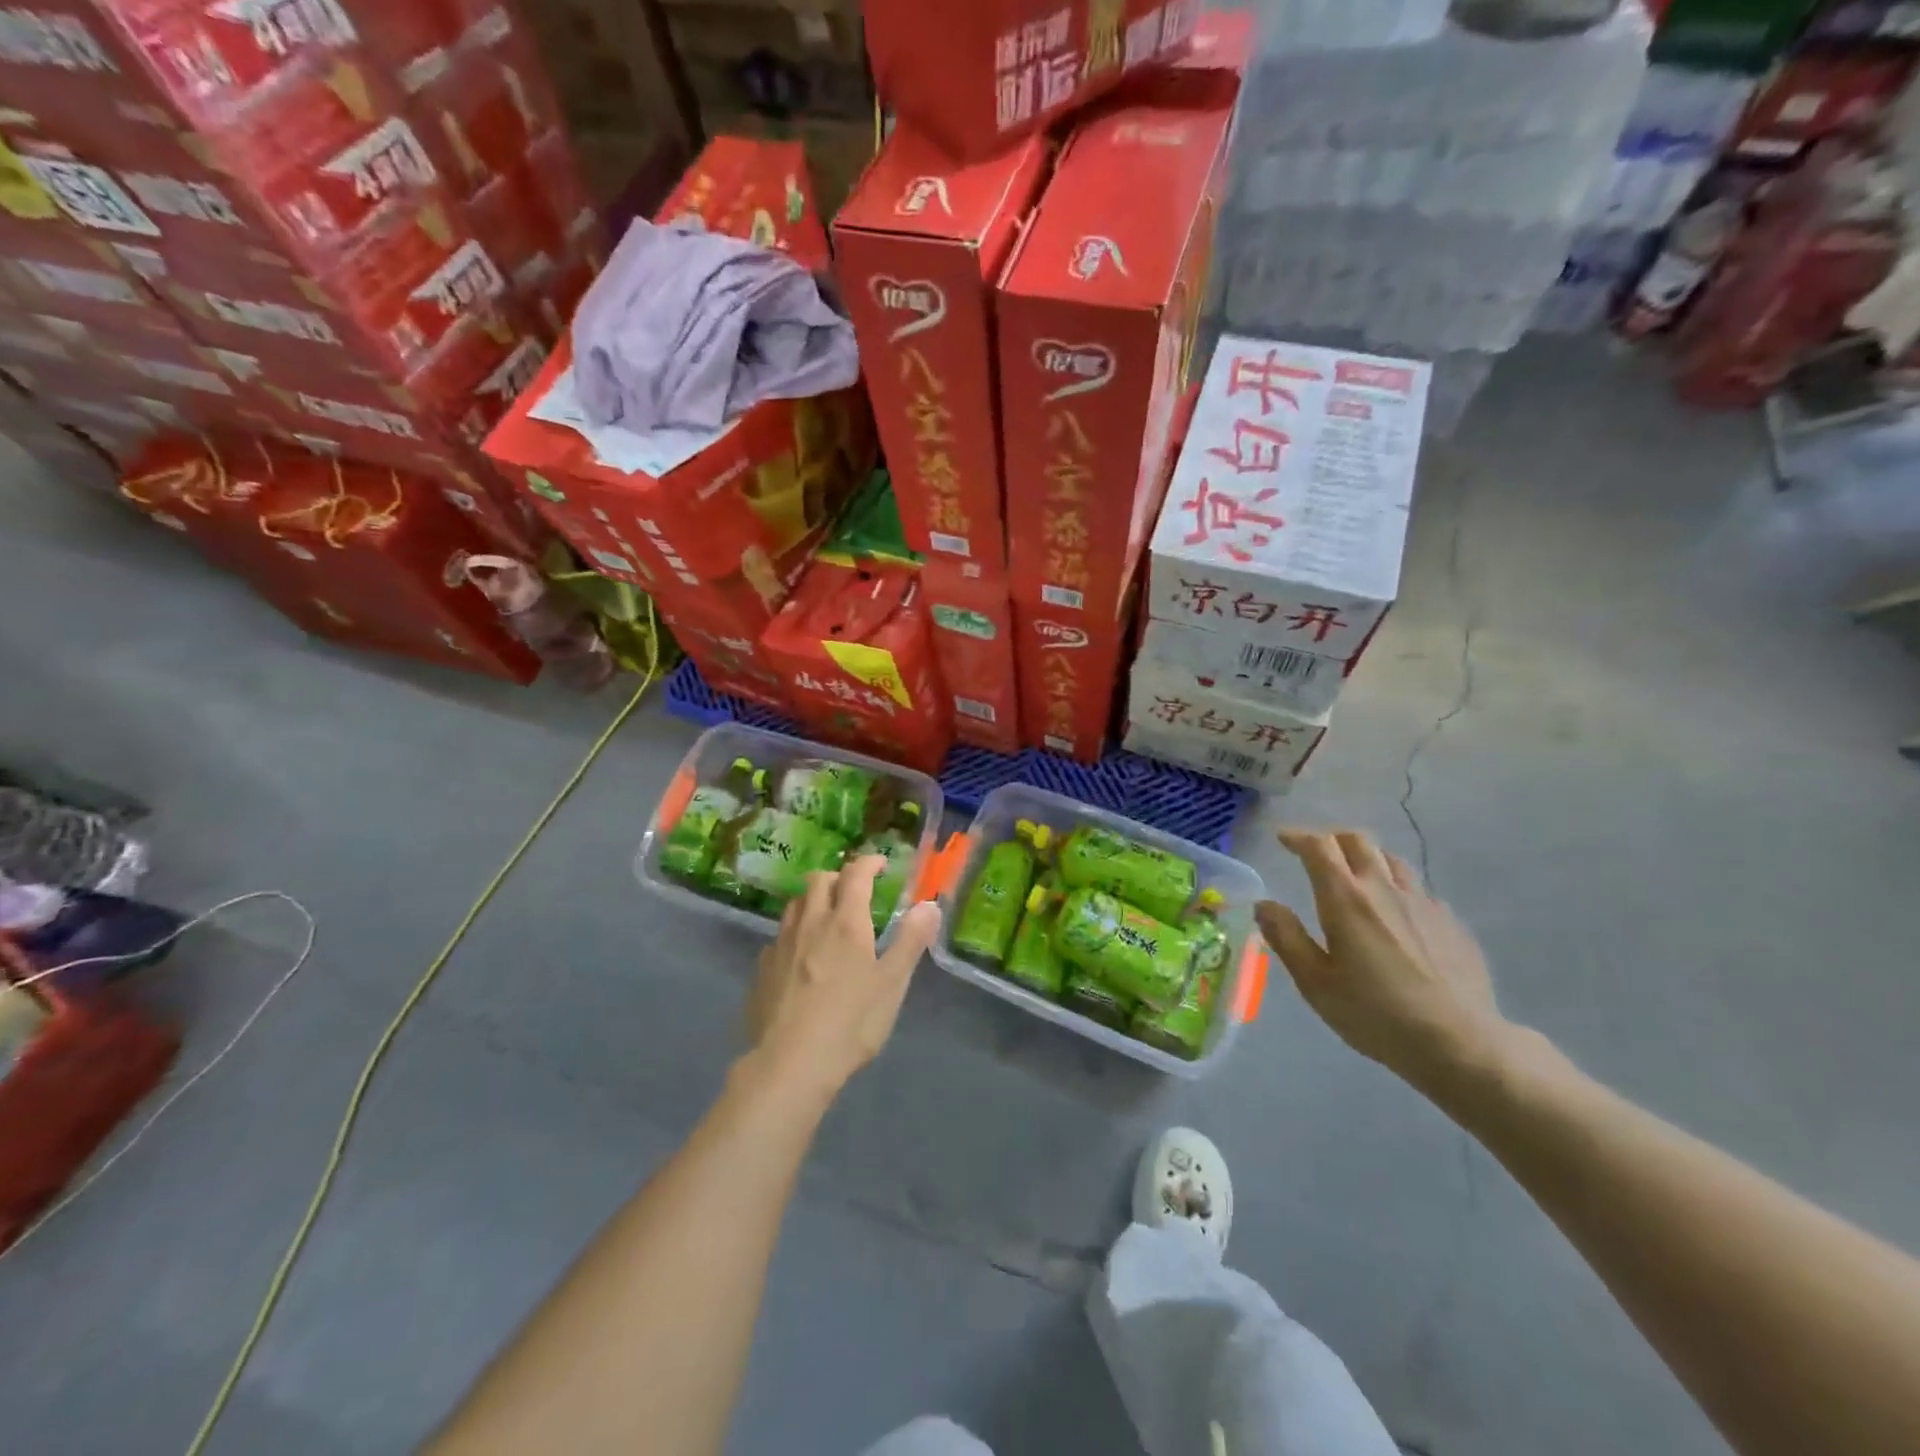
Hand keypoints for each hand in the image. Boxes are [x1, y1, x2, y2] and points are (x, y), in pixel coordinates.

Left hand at [746, 855, 942, 1101]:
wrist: (790, 1064)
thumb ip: (911, 940)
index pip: (855, 874)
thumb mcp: (893, 983)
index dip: (869, 863)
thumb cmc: (851, 1022)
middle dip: (838, 877)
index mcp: (845, 922)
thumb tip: (930, 904)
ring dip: (812, 899)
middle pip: (818, 880)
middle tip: (854, 891)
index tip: (880, 864)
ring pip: (794, 904)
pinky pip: (779, 936)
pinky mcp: (763, 969)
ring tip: (826, 917)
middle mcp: (810, 922)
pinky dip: (794, 932)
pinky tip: (800, 956)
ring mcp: (781, 944)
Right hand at [1257, 829, 1506, 1087]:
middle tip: (1316, 852)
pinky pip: (1418, 890)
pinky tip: (1395, 915)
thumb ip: (1286, 937)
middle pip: (1358, 840)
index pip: (1319, 846)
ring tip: (1355, 877)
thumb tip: (1264, 904)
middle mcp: (1384, 888)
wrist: (1460, 1043)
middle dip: (1331, 838)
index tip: (1282, 839)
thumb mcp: (1315, 982)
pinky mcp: (1451, 922)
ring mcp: (1423, 902)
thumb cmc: (1375, 1014)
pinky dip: (1396, 888)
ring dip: (1366, 858)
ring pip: (1391, 860)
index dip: (1297, 836)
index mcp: (1346, 898)